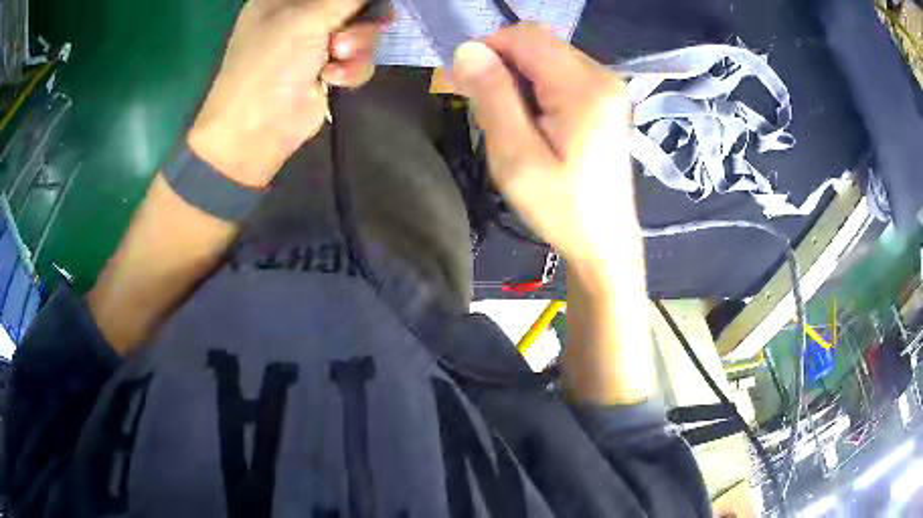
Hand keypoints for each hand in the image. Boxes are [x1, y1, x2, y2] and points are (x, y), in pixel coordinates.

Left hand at [188, 0, 391, 187]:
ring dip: (358, 45)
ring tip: (337, 56)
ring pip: (363, 31)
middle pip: (354, 6)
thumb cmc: (270, 64)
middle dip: (361, 19)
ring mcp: (316, 45)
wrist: (257, 130)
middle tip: (353, 28)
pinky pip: (360, 59)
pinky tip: (333, 78)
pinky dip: (352, 69)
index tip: (368, 3)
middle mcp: (302, 16)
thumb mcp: (307, 18)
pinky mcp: (329, 70)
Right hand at [452, 24, 638, 269]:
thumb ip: (493, 98)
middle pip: (537, 43)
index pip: (525, 35)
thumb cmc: (562, 208)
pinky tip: (532, 121)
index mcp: (584, 87)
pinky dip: (536, 87)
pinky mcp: (605, 98)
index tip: (469, 85)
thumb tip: (468, 49)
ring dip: (517, 79)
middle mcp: (602, 76)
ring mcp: (607, 86)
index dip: (489, 49)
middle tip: (487, 110)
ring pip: (546, 57)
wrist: (605, 242)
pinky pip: (559, 73)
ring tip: (511, 123)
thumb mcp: (516, 158)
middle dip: (503, 65)